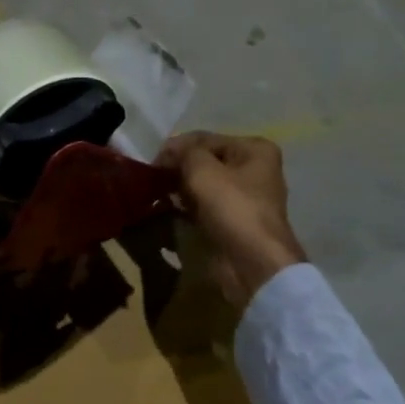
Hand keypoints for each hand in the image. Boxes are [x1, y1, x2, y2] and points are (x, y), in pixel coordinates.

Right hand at [156, 132, 306, 305]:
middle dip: (177, 168)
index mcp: (254, 150)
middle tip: (151, 177)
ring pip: (202, 185)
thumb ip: (182, 153)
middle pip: (205, 161)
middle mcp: (252, 169)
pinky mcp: (231, 221)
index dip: (176, 147)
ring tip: (154, 194)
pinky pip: (202, 206)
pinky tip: (165, 210)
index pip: (205, 138)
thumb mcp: (202, 169)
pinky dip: (185, 207)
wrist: (252, 264)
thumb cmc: (232, 207)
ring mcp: (242, 197)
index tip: (150, 160)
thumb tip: (167, 153)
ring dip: (178, 188)